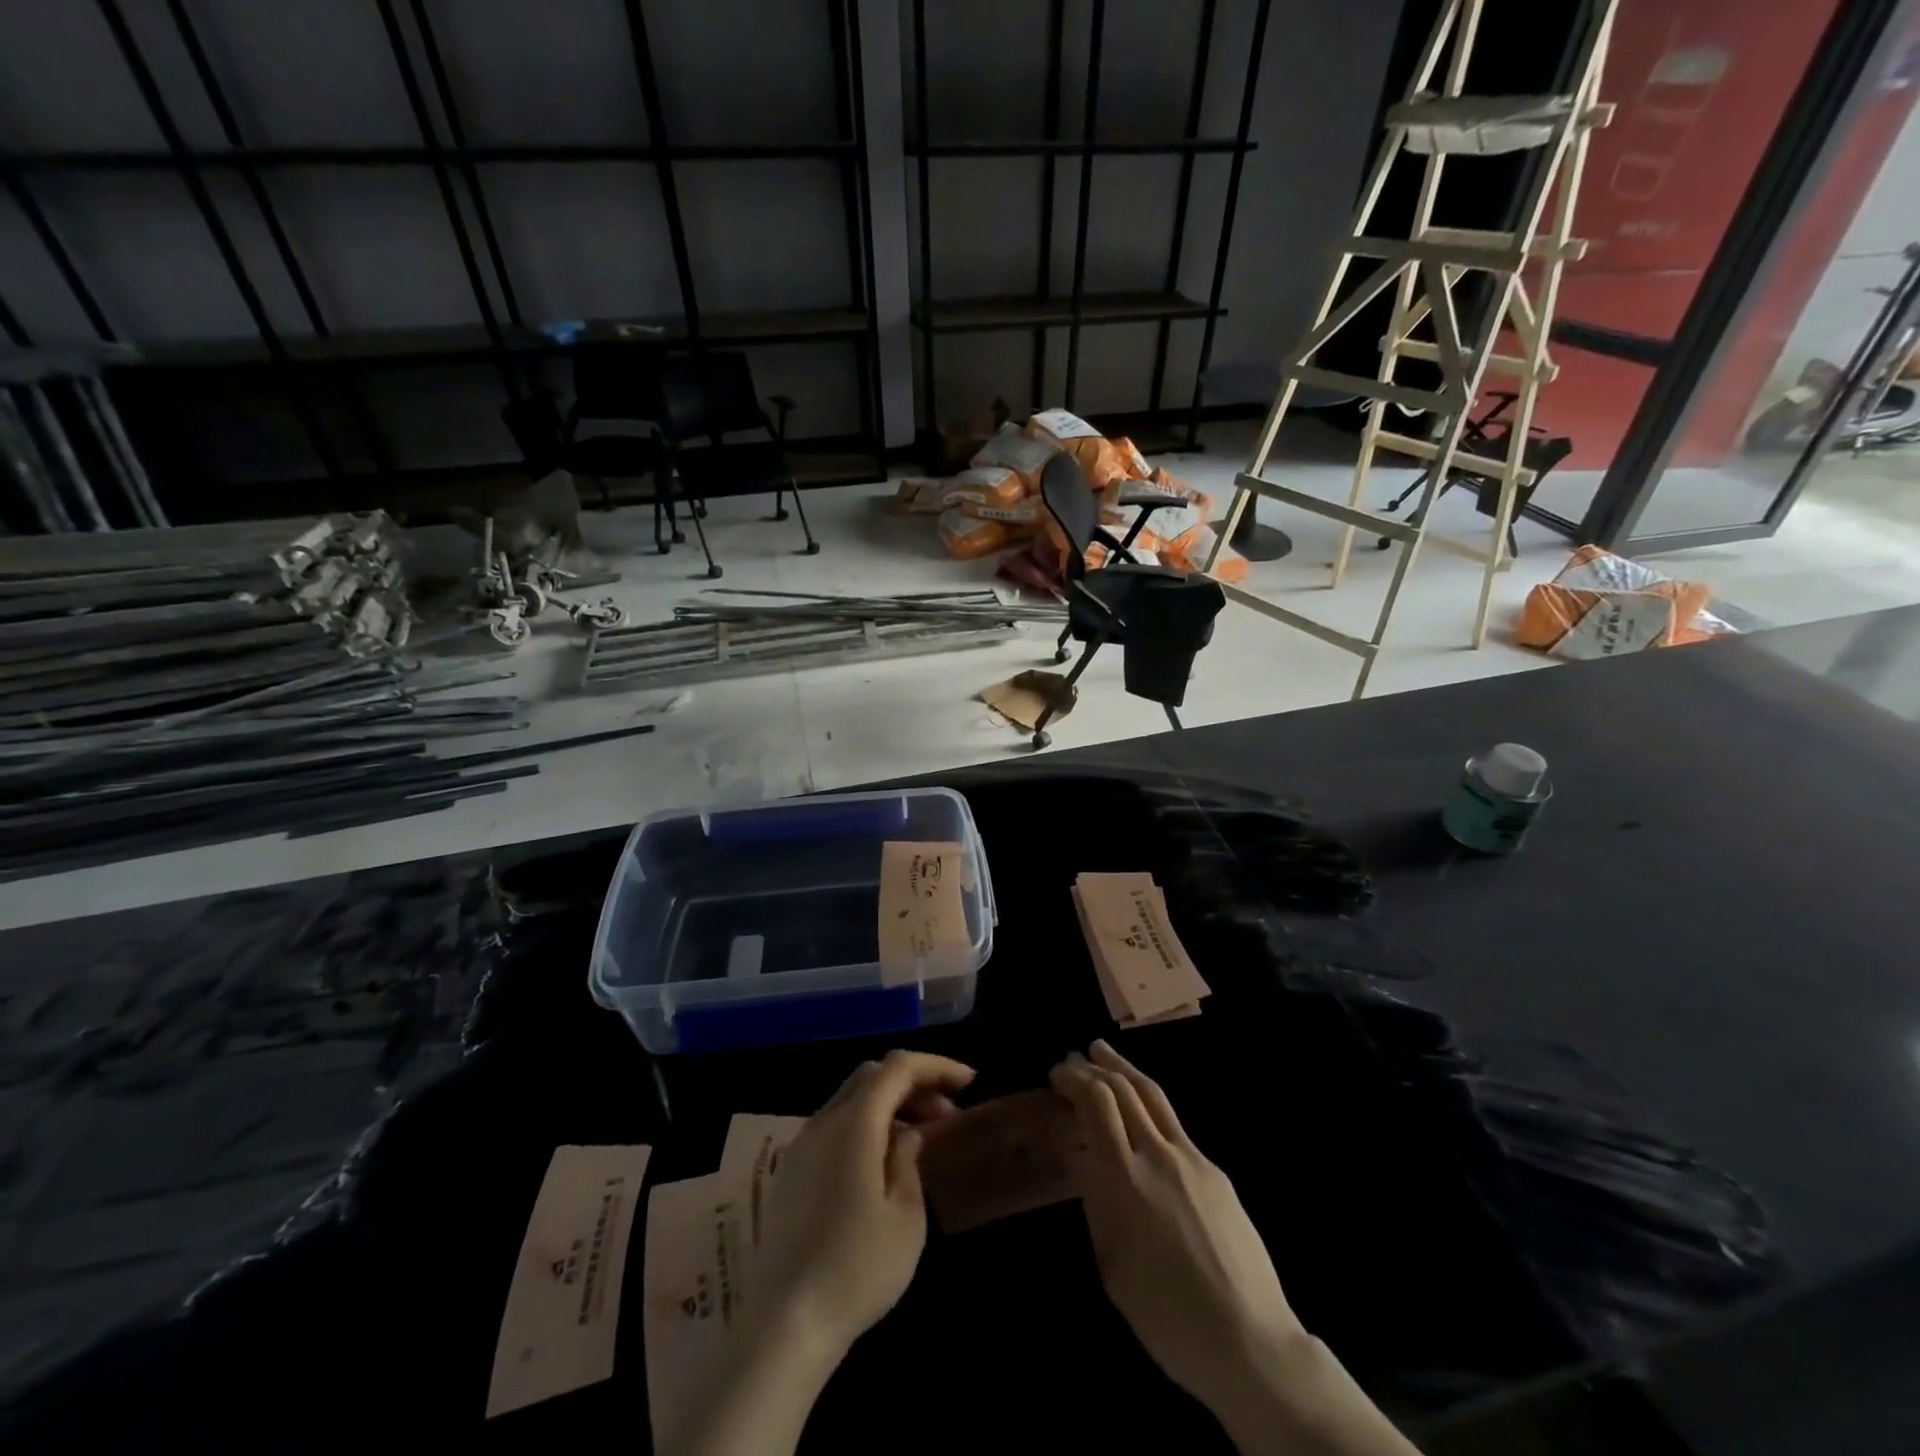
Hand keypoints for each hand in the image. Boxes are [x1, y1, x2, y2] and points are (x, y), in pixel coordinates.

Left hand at [751, 1049, 974, 1366]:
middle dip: (913, 1082)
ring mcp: (801, 1145)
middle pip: (871, 1075)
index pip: (898, 1067)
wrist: (785, 1324)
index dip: (935, 1066)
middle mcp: (823, 1121)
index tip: (968, 1082)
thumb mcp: (906, 1215)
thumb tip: (906, 1134)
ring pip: (850, 1098)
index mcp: (854, 1123)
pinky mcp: (791, 1172)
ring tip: (921, 1135)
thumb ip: (909, 1159)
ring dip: (889, 1103)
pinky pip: (834, 1125)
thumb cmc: (858, 1268)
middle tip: (946, 1111)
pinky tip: (883, 1160)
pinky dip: (865, 1124)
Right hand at [1052, 1042, 1416, 1455]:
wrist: (1250, 1342)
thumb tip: (1084, 1159)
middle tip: (1072, 1059)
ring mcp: (1192, 1159)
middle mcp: (1158, 1155)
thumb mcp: (1112, 1265)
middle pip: (1123, 1089)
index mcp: (1125, 1179)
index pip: (1097, 1103)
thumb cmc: (1166, 1316)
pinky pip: (1174, 1125)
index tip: (1057, 1074)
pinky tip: (1141, 1112)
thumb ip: (1096, 1202)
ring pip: (1153, 1095)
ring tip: (1103, 1052)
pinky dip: (1148, 1104)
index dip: (1074, 1079)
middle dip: (1094, 1068)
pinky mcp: (1215, 1171)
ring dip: (1123, 1069)